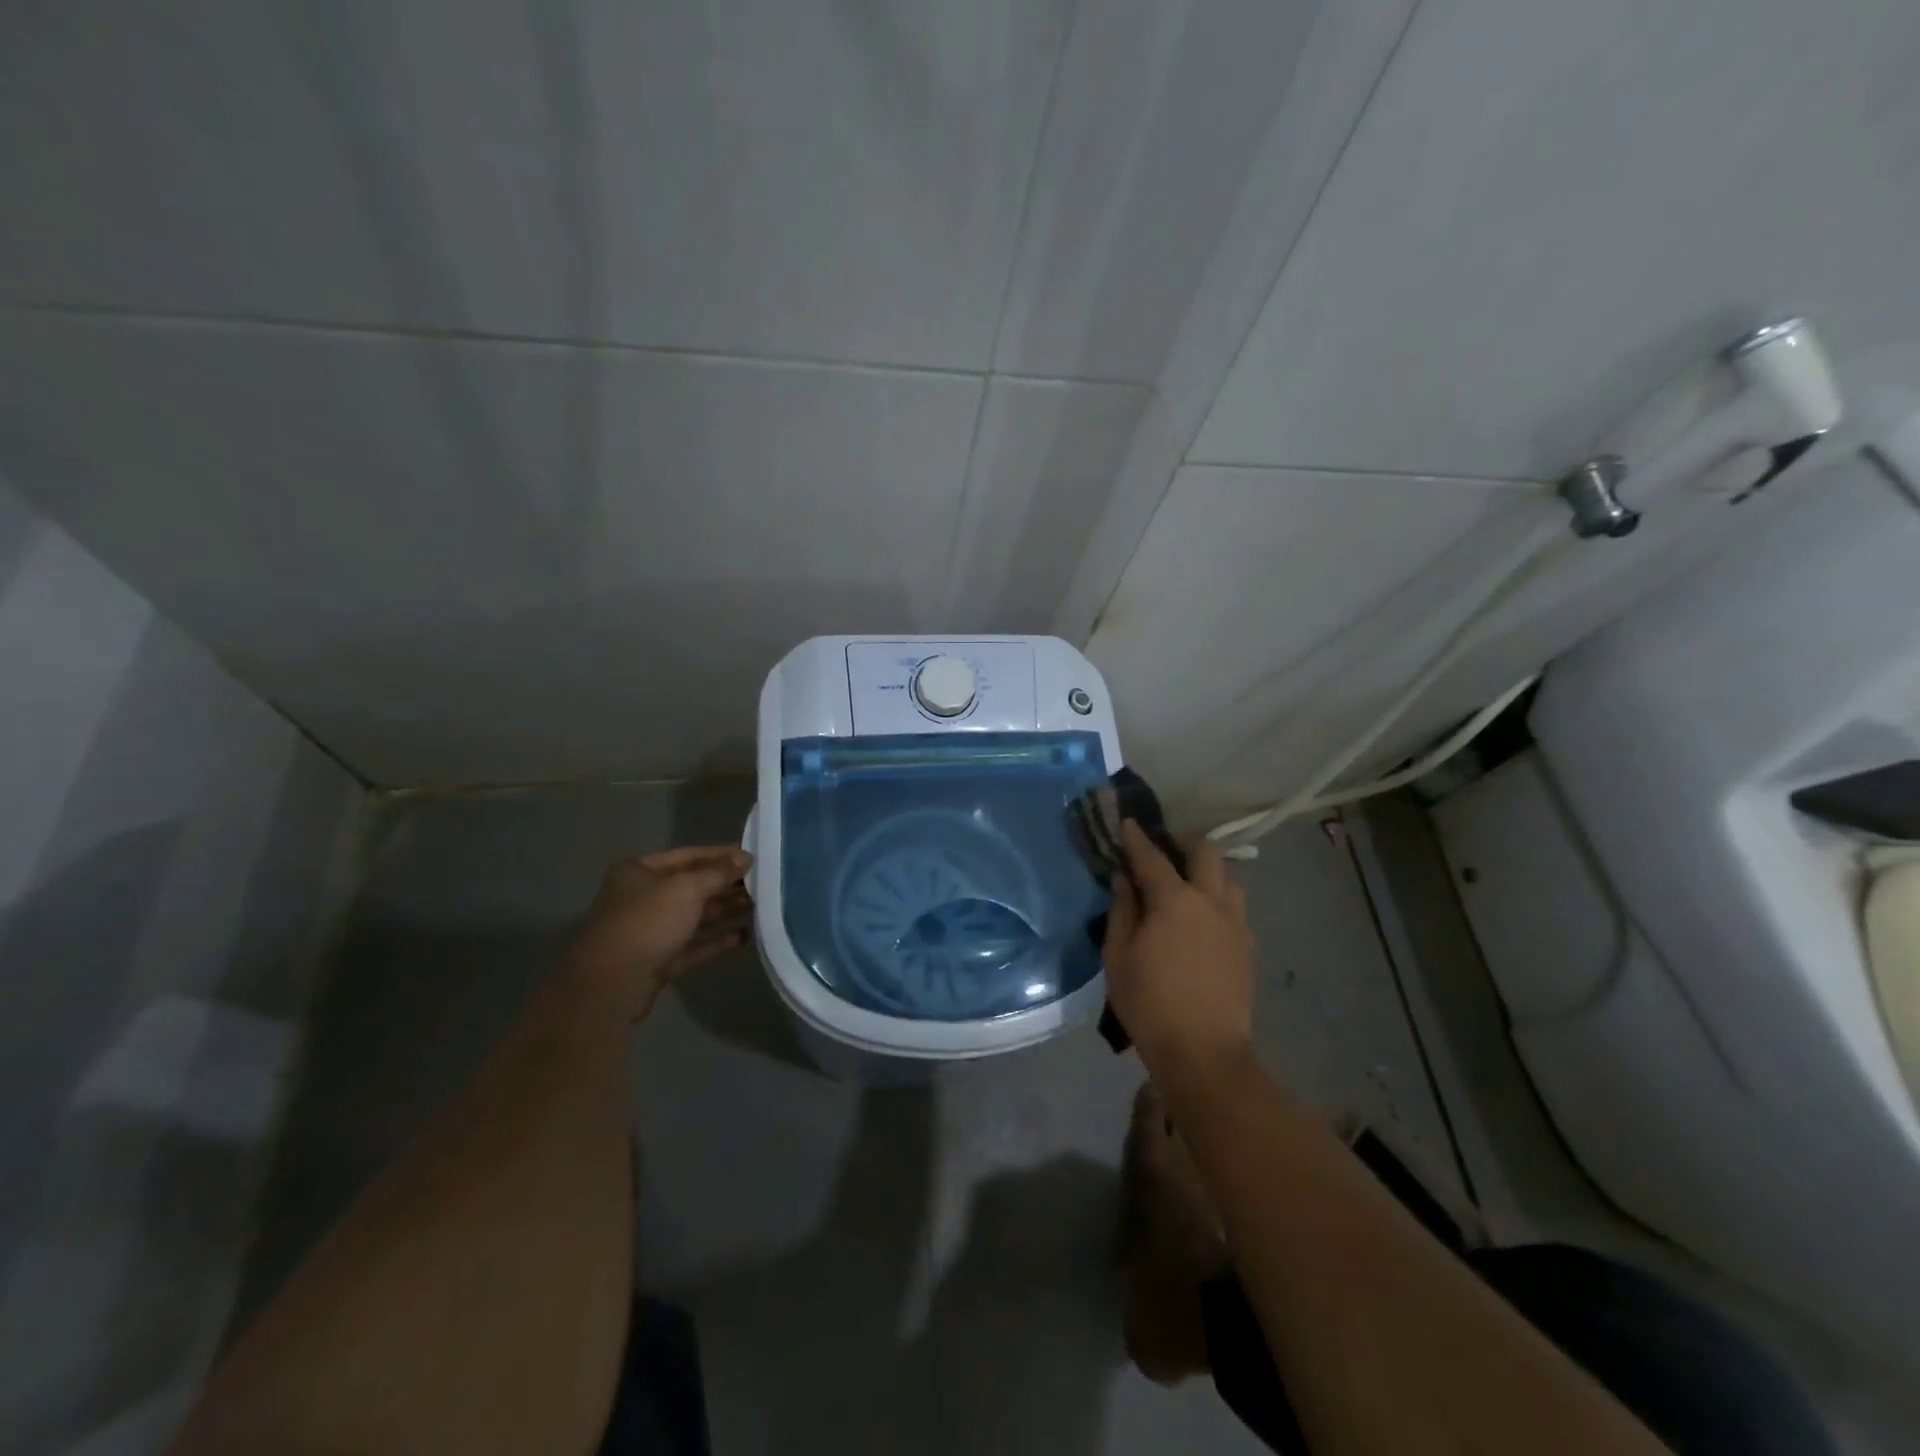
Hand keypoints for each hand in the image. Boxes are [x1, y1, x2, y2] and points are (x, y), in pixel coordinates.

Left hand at [566, 846, 753, 1019]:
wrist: (611, 985)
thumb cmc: (647, 923)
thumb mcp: (687, 889)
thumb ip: (718, 873)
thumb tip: (746, 858)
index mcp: (640, 872)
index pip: (688, 855)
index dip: (721, 855)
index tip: (752, 856)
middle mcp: (643, 897)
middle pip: (692, 886)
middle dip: (726, 884)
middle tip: (762, 882)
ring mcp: (650, 931)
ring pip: (694, 916)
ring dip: (724, 910)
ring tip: (758, 905)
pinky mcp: (658, 961)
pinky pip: (692, 945)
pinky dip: (716, 940)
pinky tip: (743, 936)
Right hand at [1103, 821, 1254, 1082]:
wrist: (1204, 1051)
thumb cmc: (1149, 1002)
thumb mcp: (1118, 956)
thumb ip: (1122, 910)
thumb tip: (1124, 880)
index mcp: (1175, 900)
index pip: (1152, 857)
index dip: (1137, 837)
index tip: (1128, 822)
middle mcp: (1210, 902)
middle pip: (1206, 852)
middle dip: (1184, 842)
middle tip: (1164, 849)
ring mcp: (1235, 924)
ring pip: (1228, 879)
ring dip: (1207, 872)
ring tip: (1187, 885)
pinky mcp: (1247, 947)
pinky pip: (1234, 908)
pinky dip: (1218, 900)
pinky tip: (1202, 919)